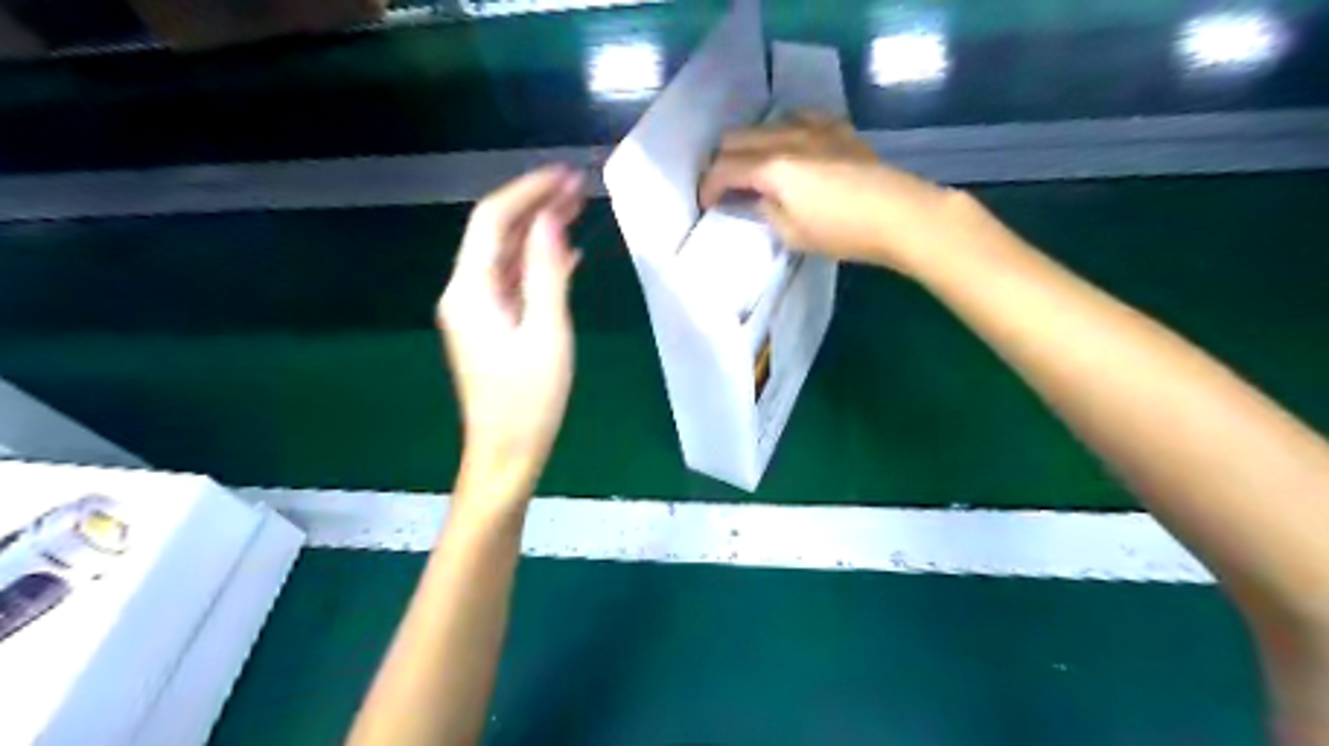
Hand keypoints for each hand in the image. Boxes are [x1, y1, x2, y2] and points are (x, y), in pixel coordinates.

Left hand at [441, 163, 581, 485]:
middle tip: (578, 186)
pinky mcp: (489, 326)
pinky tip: (566, 256)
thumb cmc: (530, 400)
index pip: (492, 220)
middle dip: (534, 205)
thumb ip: (546, 273)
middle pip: (496, 234)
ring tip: (577, 209)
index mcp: (470, 290)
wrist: (507, 452)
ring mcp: (475, 310)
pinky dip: (536, 263)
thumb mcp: (546, 333)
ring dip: (537, 231)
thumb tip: (550, 220)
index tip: (565, 175)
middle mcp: (464, 293)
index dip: (527, 192)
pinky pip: (511, 281)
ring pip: (505, 256)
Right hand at [701, 114, 989, 277]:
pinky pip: (796, 118)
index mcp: (772, 168)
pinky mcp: (836, 128)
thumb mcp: (792, 234)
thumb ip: (766, 211)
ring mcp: (813, 127)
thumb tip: (757, 198)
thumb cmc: (843, 232)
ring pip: (763, 125)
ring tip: (753, 169)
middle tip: (724, 188)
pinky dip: (781, 132)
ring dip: (749, 146)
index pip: (724, 169)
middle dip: (722, 163)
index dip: (708, 187)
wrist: (899, 214)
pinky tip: (788, 149)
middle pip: (736, 138)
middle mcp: (786, 137)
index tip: (705, 204)